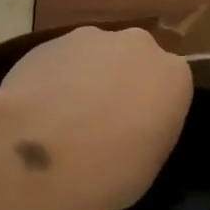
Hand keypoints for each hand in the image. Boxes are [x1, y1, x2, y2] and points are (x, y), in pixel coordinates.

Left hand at [0, 26, 192, 209]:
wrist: (43, 155)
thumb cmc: (110, 171)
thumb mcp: (149, 162)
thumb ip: (148, 131)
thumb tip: (129, 129)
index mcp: (173, 75)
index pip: (170, 84)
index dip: (152, 108)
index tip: (137, 132)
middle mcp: (137, 46)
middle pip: (133, 60)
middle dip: (121, 82)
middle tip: (101, 121)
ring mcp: (90, 38)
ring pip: (94, 55)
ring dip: (85, 78)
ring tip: (63, 118)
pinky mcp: (47, 42)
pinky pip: (59, 61)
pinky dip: (53, 79)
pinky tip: (37, 111)